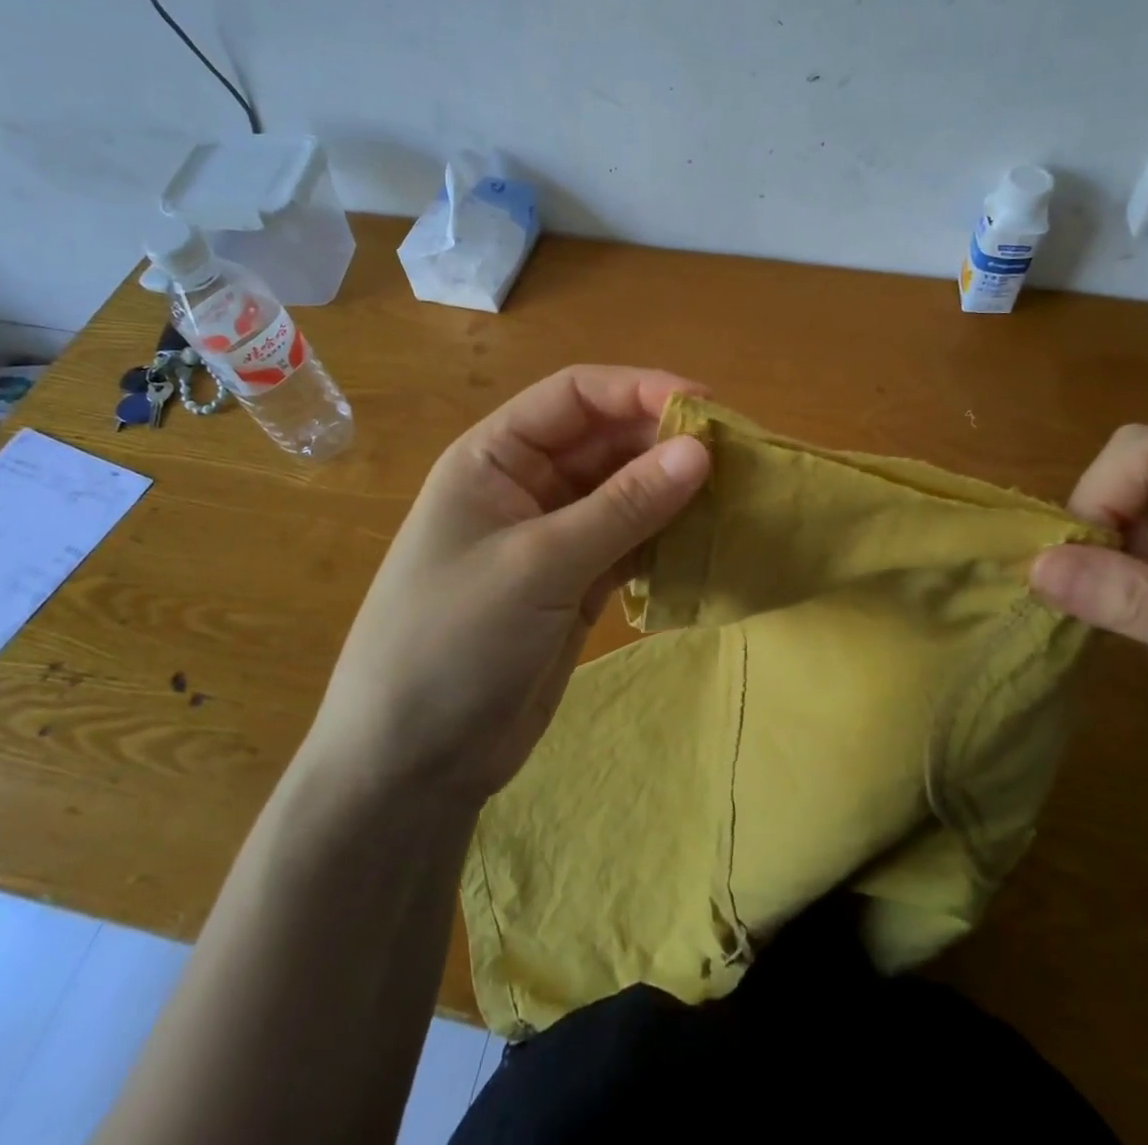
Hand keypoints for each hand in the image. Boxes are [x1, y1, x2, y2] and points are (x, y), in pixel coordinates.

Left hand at [305, 366, 710, 805]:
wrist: (413, 760)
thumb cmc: (454, 641)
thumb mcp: (539, 564)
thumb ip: (623, 506)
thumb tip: (700, 449)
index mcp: (495, 457)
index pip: (574, 395)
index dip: (639, 389)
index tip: (705, 405)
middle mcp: (526, 484)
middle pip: (605, 440)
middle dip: (664, 441)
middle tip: (734, 455)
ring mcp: (553, 535)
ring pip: (624, 491)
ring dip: (673, 491)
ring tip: (733, 494)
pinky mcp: (576, 581)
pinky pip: (630, 541)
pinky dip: (665, 538)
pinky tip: (704, 541)